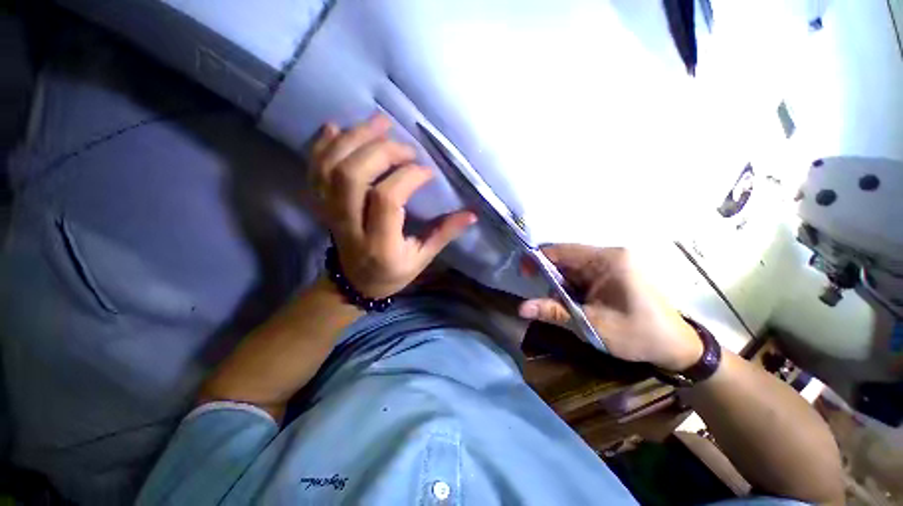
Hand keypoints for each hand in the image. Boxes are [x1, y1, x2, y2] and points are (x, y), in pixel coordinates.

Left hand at [308, 114, 476, 297]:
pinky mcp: (321, 204)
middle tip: (406, 148)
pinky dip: (322, 145)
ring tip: (379, 122)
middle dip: (382, 151)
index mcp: (379, 243)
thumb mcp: (421, 259)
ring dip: (354, 138)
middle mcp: (349, 225)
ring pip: (331, 167)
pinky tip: (336, 128)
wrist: (353, 282)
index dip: (408, 177)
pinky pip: (314, 170)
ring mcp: (329, 212)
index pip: (386, 199)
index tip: (427, 172)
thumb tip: (472, 214)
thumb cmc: (391, 272)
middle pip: (352, 175)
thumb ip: (443, 234)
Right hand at [519, 244, 702, 371]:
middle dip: (551, 279)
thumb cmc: (638, 335)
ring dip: (562, 286)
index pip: (561, 250)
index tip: (524, 275)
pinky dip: (572, 288)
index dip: (538, 259)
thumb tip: (521, 308)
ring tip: (566, 308)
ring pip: (572, 268)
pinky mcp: (613, 273)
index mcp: (606, 260)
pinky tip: (576, 304)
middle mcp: (609, 255)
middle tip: (547, 300)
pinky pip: (582, 275)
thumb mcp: (592, 325)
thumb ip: (555, 312)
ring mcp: (612, 263)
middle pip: (565, 259)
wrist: (676, 348)